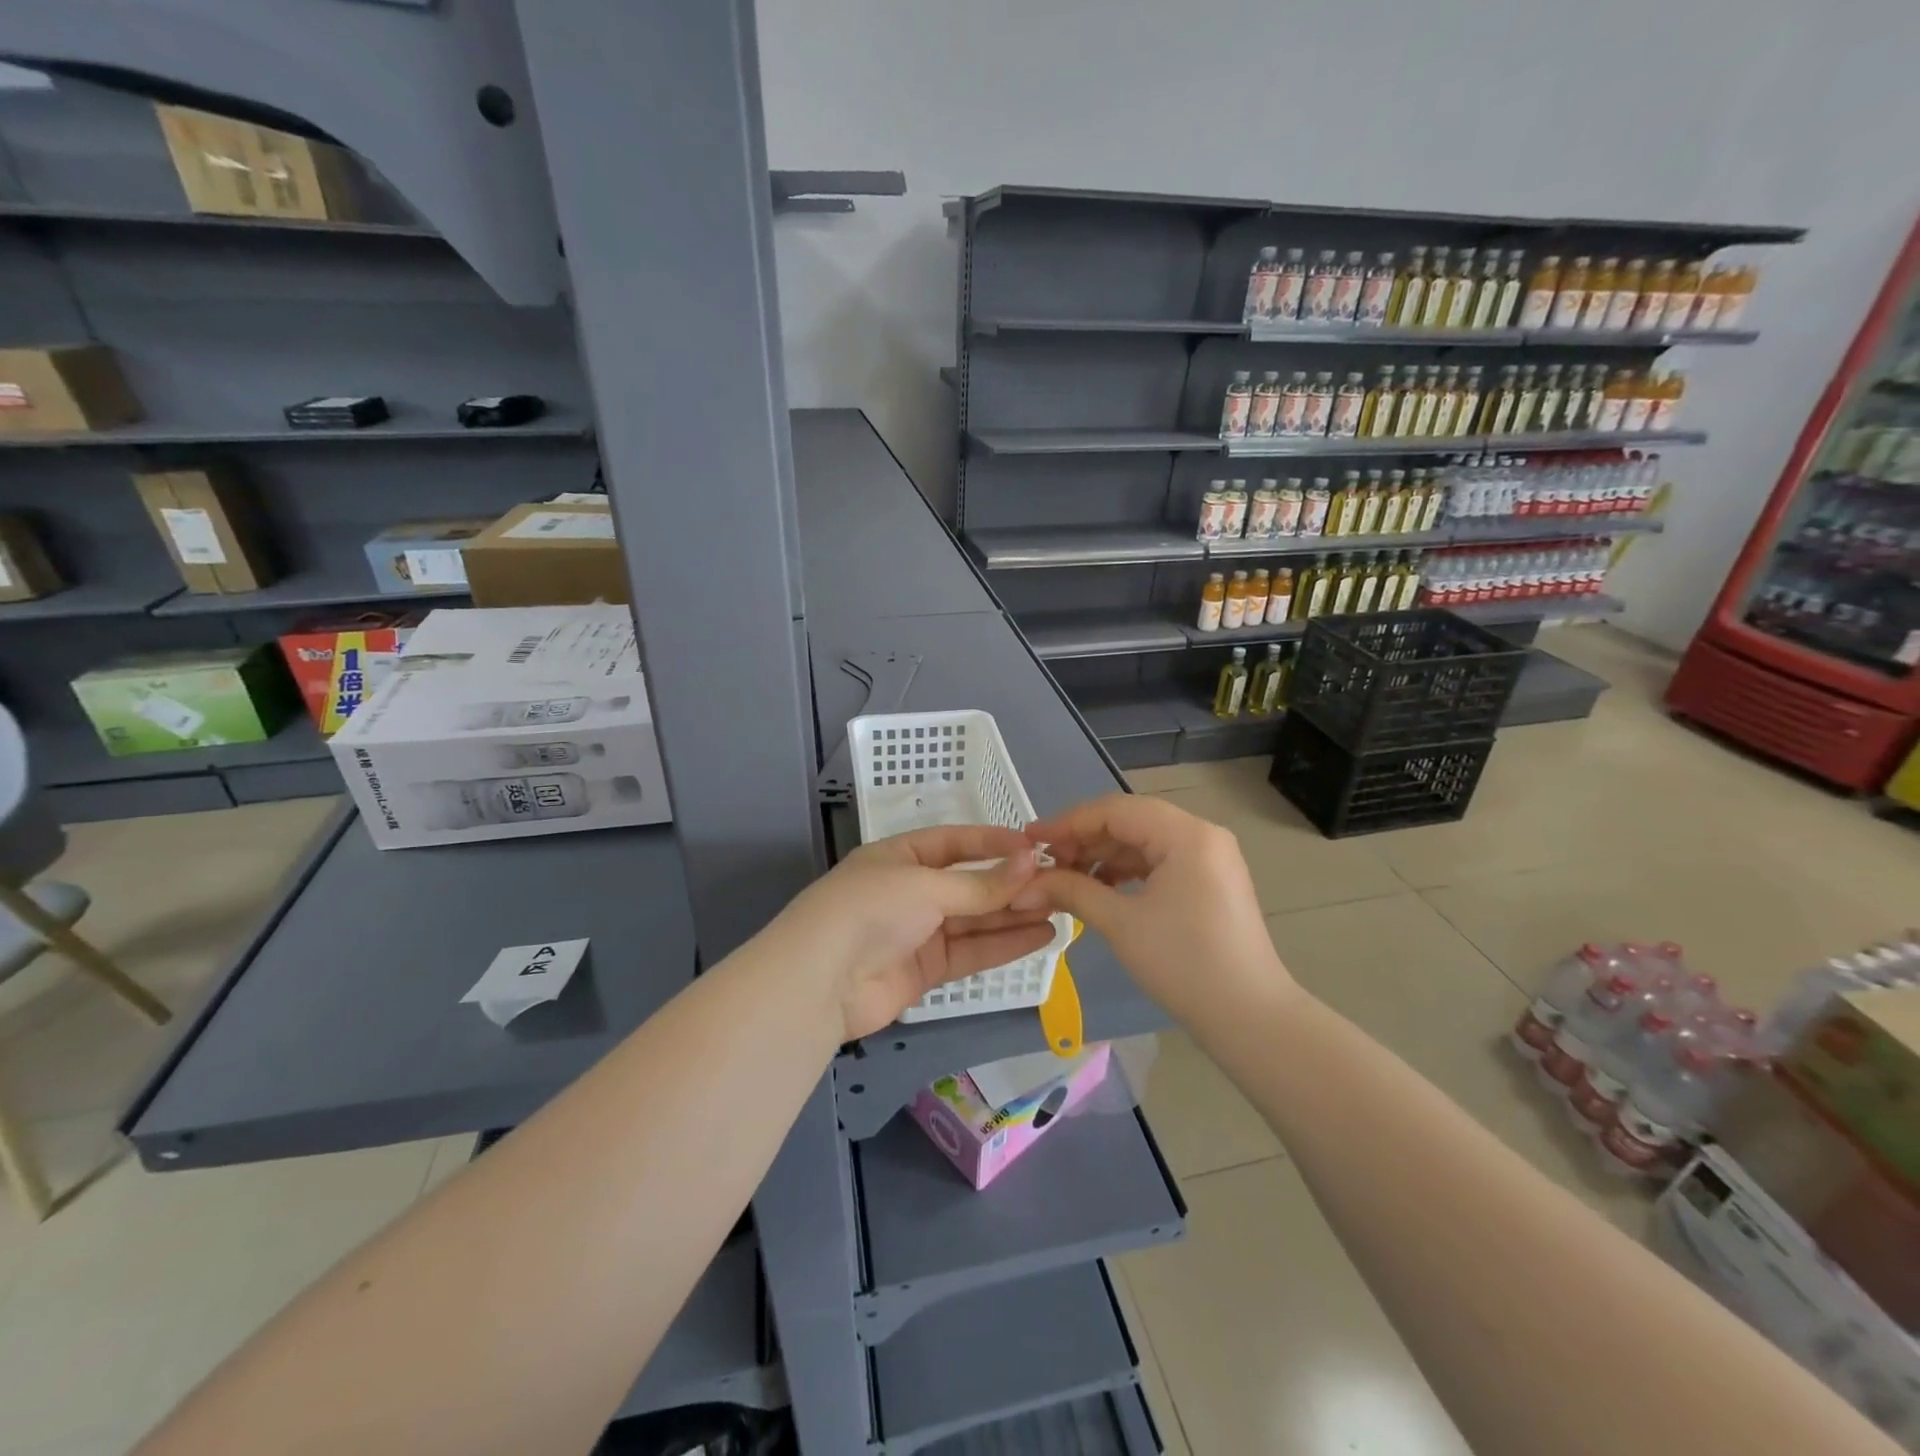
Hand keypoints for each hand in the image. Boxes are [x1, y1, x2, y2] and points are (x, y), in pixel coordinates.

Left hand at [775, 825, 1058, 1040]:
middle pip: (970, 883)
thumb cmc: (870, 910)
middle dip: (1010, 884)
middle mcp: (911, 890)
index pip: (955, 842)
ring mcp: (919, 931)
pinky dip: (1004, 944)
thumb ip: (980, 884)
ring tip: (1060, 908)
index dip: (994, 843)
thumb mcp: (925, 887)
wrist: (820, 983)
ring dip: (1014, 913)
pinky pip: (972, 950)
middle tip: (1058, 883)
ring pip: (975, 919)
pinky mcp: (927, 970)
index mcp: (901, 856)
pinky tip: (1040, 935)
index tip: (1035, 847)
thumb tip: (1032, 864)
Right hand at [1011, 794, 1294, 1028]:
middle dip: (1084, 840)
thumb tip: (1025, 884)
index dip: (1067, 822)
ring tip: (1065, 878)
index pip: (1114, 810)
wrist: (1249, 1017)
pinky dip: (1125, 871)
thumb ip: (1072, 890)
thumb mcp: (1121, 923)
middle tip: (1044, 863)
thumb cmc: (1184, 964)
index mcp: (1186, 834)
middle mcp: (1201, 834)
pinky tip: (1098, 888)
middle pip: (1129, 821)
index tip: (1029, 839)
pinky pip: (1158, 861)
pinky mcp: (1209, 880)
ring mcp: (1209, 857)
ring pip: (1142, 841)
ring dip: (1102, 856)